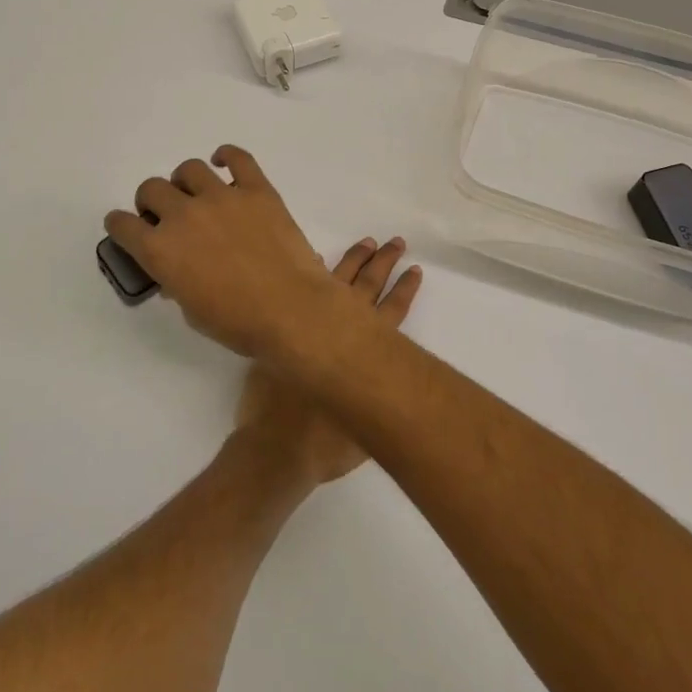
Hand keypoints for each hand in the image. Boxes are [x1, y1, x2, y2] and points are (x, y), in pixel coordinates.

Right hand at [105, 146, 405, 367]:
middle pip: (152, 189)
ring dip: (185, 182)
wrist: (292, 310)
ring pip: (189, 169)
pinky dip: (227, 156)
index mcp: (159, 250)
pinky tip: (223, 163)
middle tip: (165, 215)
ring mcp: (221, 197)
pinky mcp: (257, 190)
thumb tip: (177, 272)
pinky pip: (238, 158)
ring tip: (195, 194)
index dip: (121, 225)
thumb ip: (177, 283)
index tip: (127, 227)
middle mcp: (183, 215)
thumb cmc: (239, 323)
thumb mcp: (192, 311)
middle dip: (152, 202)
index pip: (123, 225)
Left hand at [235, 236, 420, 484]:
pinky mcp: (280, 333)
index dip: (404, 290)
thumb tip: (391, 389)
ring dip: (353, 260)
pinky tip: (315, 258)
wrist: (276, 450)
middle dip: (383, 263)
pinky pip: (295, 290)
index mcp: (364, 353)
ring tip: (366, 243)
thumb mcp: (368, 429)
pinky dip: (309, 273)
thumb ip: (379, 401)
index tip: (415, 269)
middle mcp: (339, 332)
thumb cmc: (326, 446)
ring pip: (335, 281)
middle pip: (367, 288)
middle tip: (396, 242)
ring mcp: (307, 327)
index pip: (391, 312)